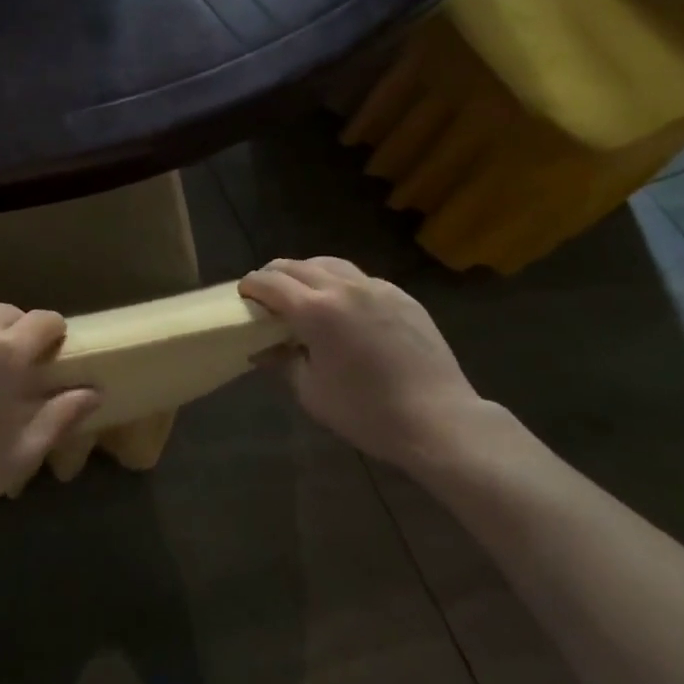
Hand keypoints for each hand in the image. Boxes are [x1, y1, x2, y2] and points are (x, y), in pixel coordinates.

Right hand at [239, 256, 491, 469]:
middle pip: (295, 265)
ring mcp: (375, 287)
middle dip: (274, 276)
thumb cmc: (367, 413)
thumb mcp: (312, 393)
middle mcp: (342, 287)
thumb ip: (283, 361)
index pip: (269, 282)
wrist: (440, 420)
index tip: (243, 296)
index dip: (250, 286)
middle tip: (267, 295)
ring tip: (303, 293)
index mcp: (314, 310)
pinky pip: (360, 278)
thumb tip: (263, 348)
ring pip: (328, 263)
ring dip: (307, 273)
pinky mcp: (400, 295)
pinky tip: (344, 307)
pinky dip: (340, 284)